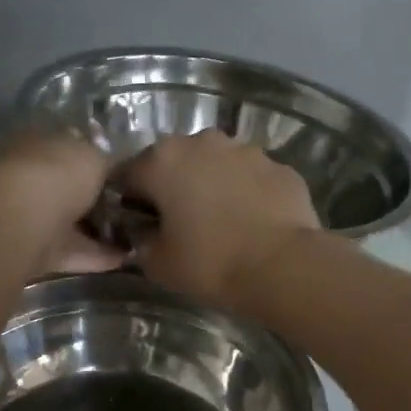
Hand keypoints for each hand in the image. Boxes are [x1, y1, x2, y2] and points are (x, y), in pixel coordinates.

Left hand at [0, 130, 125, 274]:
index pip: (70, 150)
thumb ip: (106, 163)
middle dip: (96, 201)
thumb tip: (113, 170)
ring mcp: (28, 216)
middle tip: (132, 211)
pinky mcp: (33, 251)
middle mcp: (30, 177)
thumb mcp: (94, 156)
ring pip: (69, 223)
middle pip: (68, 189)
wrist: (20, 220)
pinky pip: (71, 252)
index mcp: (38, 143)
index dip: (97, 163)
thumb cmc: (57, 174)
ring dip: (98, 231)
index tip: (125, 179)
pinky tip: (124, 259)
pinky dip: (96, 257)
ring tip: (135, 238)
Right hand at [119, 130, 323, 312]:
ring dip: (213, 186)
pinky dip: (248, 195)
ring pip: (217, 166)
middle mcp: (203, 142)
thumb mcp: (158, 264)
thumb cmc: (211, 263)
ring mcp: (247, 150)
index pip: (128, 175)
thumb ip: (141, 241)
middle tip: (181, 225)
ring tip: (222, 224)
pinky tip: (254, 224)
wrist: (283, 267)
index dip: (128, 202)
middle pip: (175, 163)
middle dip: (173, 188)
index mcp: (163, 160)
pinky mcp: (280, 167)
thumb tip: (145, 232)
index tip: (139, 226)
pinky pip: (252, 179)